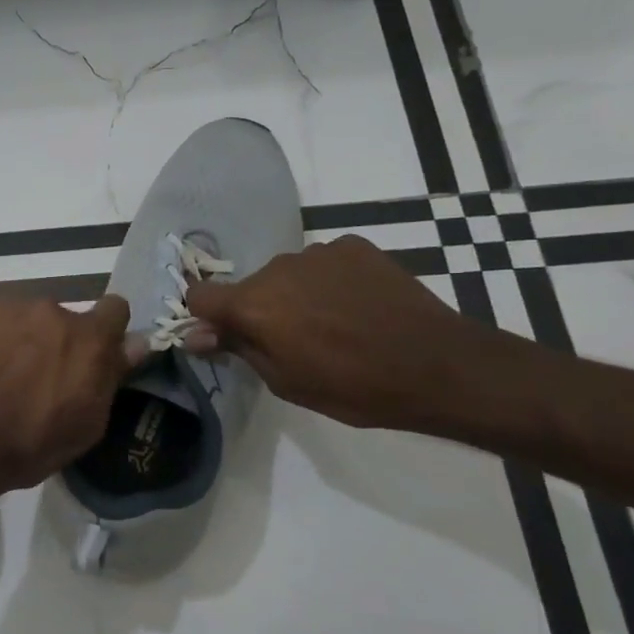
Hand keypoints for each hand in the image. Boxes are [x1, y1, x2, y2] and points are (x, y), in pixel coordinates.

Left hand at [0, 295, 134, 500]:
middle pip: (65, 318)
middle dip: (59, 341)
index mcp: (89, 339)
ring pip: (27, 318)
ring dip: (23, 338)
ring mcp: (10, 306)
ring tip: (1, 373)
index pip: (115, 309)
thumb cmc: (29, 444)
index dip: (108, 330)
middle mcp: (53, 310)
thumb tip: (135, 344)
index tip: (96, 352)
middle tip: (39, 375)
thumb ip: (111, 377)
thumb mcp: (86, 425)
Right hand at [184, 235, 485, 429]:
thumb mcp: (285, 381)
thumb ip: (238, 349)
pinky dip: (330, 281)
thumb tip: (194, 334)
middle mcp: (277, 269)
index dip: (204, 316)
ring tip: (334, 323)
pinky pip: (324, 262)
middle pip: (249, 286)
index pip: (199, 295)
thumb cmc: (354, 387)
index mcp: (254, 305)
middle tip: (294, 341)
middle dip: (259, 310)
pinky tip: (358, 305)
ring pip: (287, 274)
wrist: (439, 366)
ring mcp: (318, 252)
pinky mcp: (354, 245)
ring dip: (296, 294)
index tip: (223, 335)